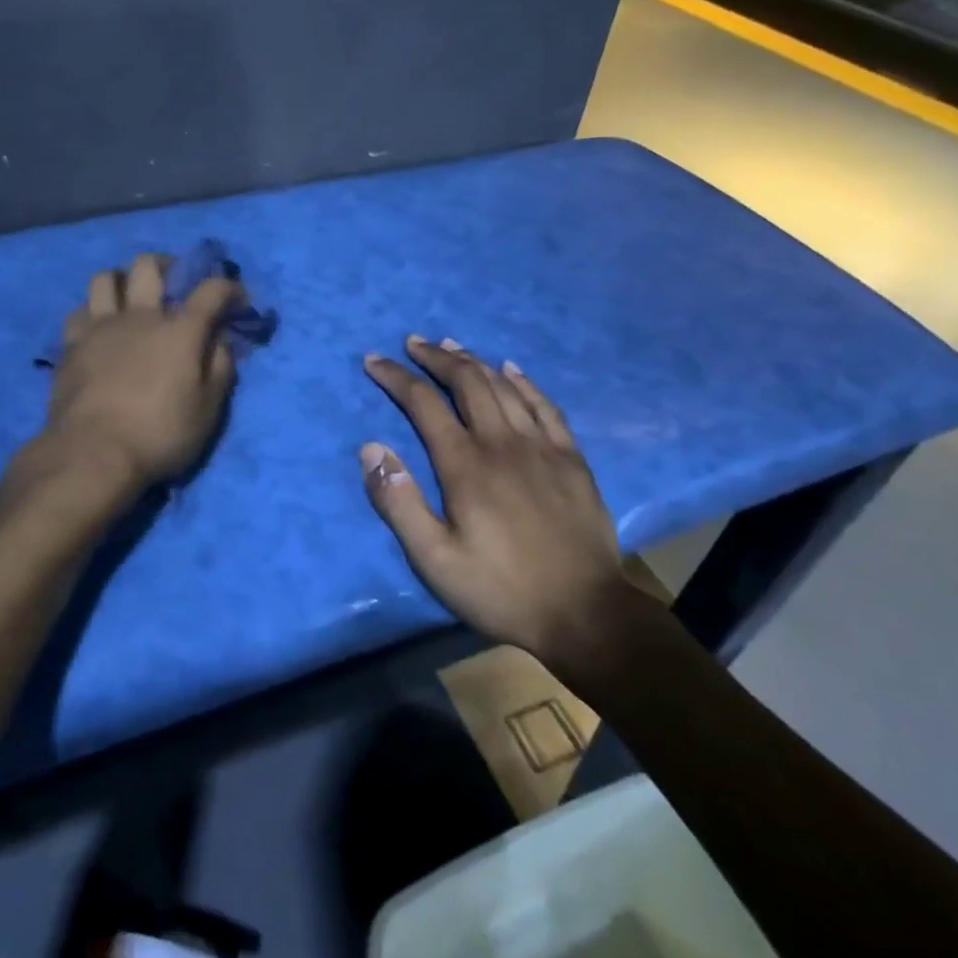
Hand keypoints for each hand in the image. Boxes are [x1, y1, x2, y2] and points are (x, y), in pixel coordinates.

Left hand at [43, 253, 245, 493]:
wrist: (93, 453)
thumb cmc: (159, 434)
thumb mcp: (208, 409)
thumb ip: (219, 368)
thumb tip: (220, 340)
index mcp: (180, 330)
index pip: (211, 290)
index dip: (229, 288)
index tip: (237, 298)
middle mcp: (140, 316)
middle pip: (148, 266)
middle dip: (167, 265)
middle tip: (173, 282)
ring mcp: (101, 327)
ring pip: (105, 278)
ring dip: (121, 280)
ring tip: (129, 297)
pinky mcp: (72, 345)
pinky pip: (79, 311)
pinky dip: (93, 312)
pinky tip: (99, 327)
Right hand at [360, 336, 636, 664]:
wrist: (587, 615)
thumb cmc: (501, 589)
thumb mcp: (435, 559)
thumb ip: (399, 502)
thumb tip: (370, 447)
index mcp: (466, 465)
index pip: (423, 403)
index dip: (396, 377)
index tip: (374, 360)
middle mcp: (502, 443)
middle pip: (466, 382)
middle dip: (435, 358)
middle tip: (413, 342)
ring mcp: (543, 447)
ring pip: (503, 387)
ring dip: (473, 361)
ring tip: (452, 345)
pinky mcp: (572, 459)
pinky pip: (546, 406)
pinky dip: (524, 382)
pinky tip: (512, 370)